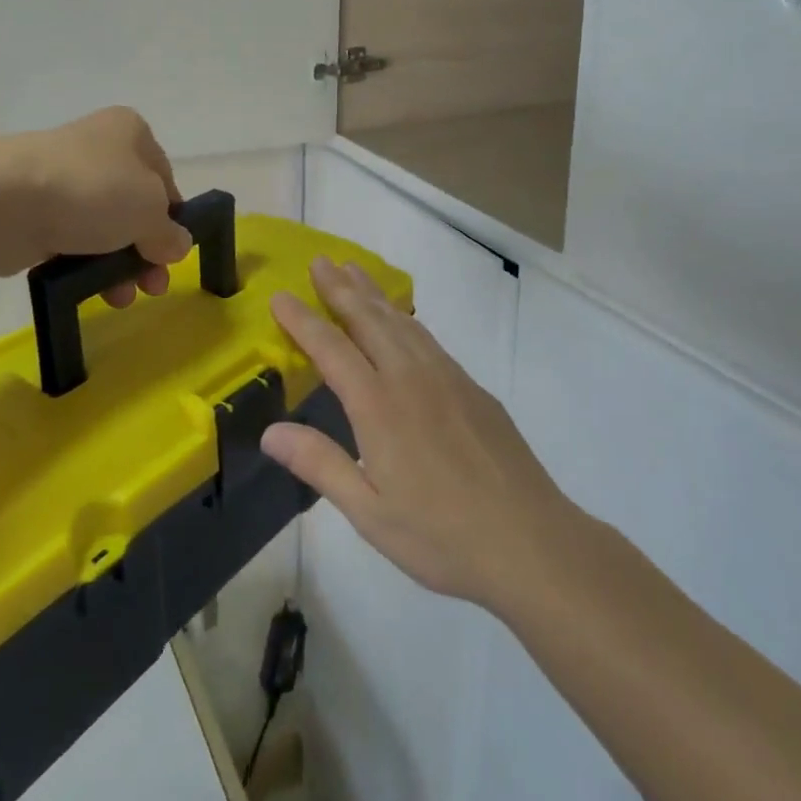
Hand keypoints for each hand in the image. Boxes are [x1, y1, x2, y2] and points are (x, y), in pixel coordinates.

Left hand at [0, 107, 192, 305]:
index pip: (164, 177)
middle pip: (134, 206)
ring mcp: (62, 179)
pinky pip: (70, 240)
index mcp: (130, 132)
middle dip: (146, 250)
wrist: (3, 202)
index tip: (172, 252)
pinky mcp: (33, 210)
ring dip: (119, 265)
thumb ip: (170, 232)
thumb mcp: (149, 210)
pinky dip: (84, 264)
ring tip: (120, 297)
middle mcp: (97, 148)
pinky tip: (91, 291)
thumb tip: (177, 245)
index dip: (173, 218)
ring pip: (103, 227)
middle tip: (152, 286)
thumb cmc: (92, 191)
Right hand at [262, 258, 576, 611]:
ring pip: (400, 320)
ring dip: (372, 292)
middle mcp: (409, 377)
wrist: (530, 540)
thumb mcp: (369, 512)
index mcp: (378, 405)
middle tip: (319, 260)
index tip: (279, 295)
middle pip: (367, 318)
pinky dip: (403, 316)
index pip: (331, 348)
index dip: (302, 320)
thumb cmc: (440, 535)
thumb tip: (269, 432)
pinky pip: (426, 336)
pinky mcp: (471, 385)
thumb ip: (319, 464)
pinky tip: (400, 319)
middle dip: (339, 287)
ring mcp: (445, 376)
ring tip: (352, 271)